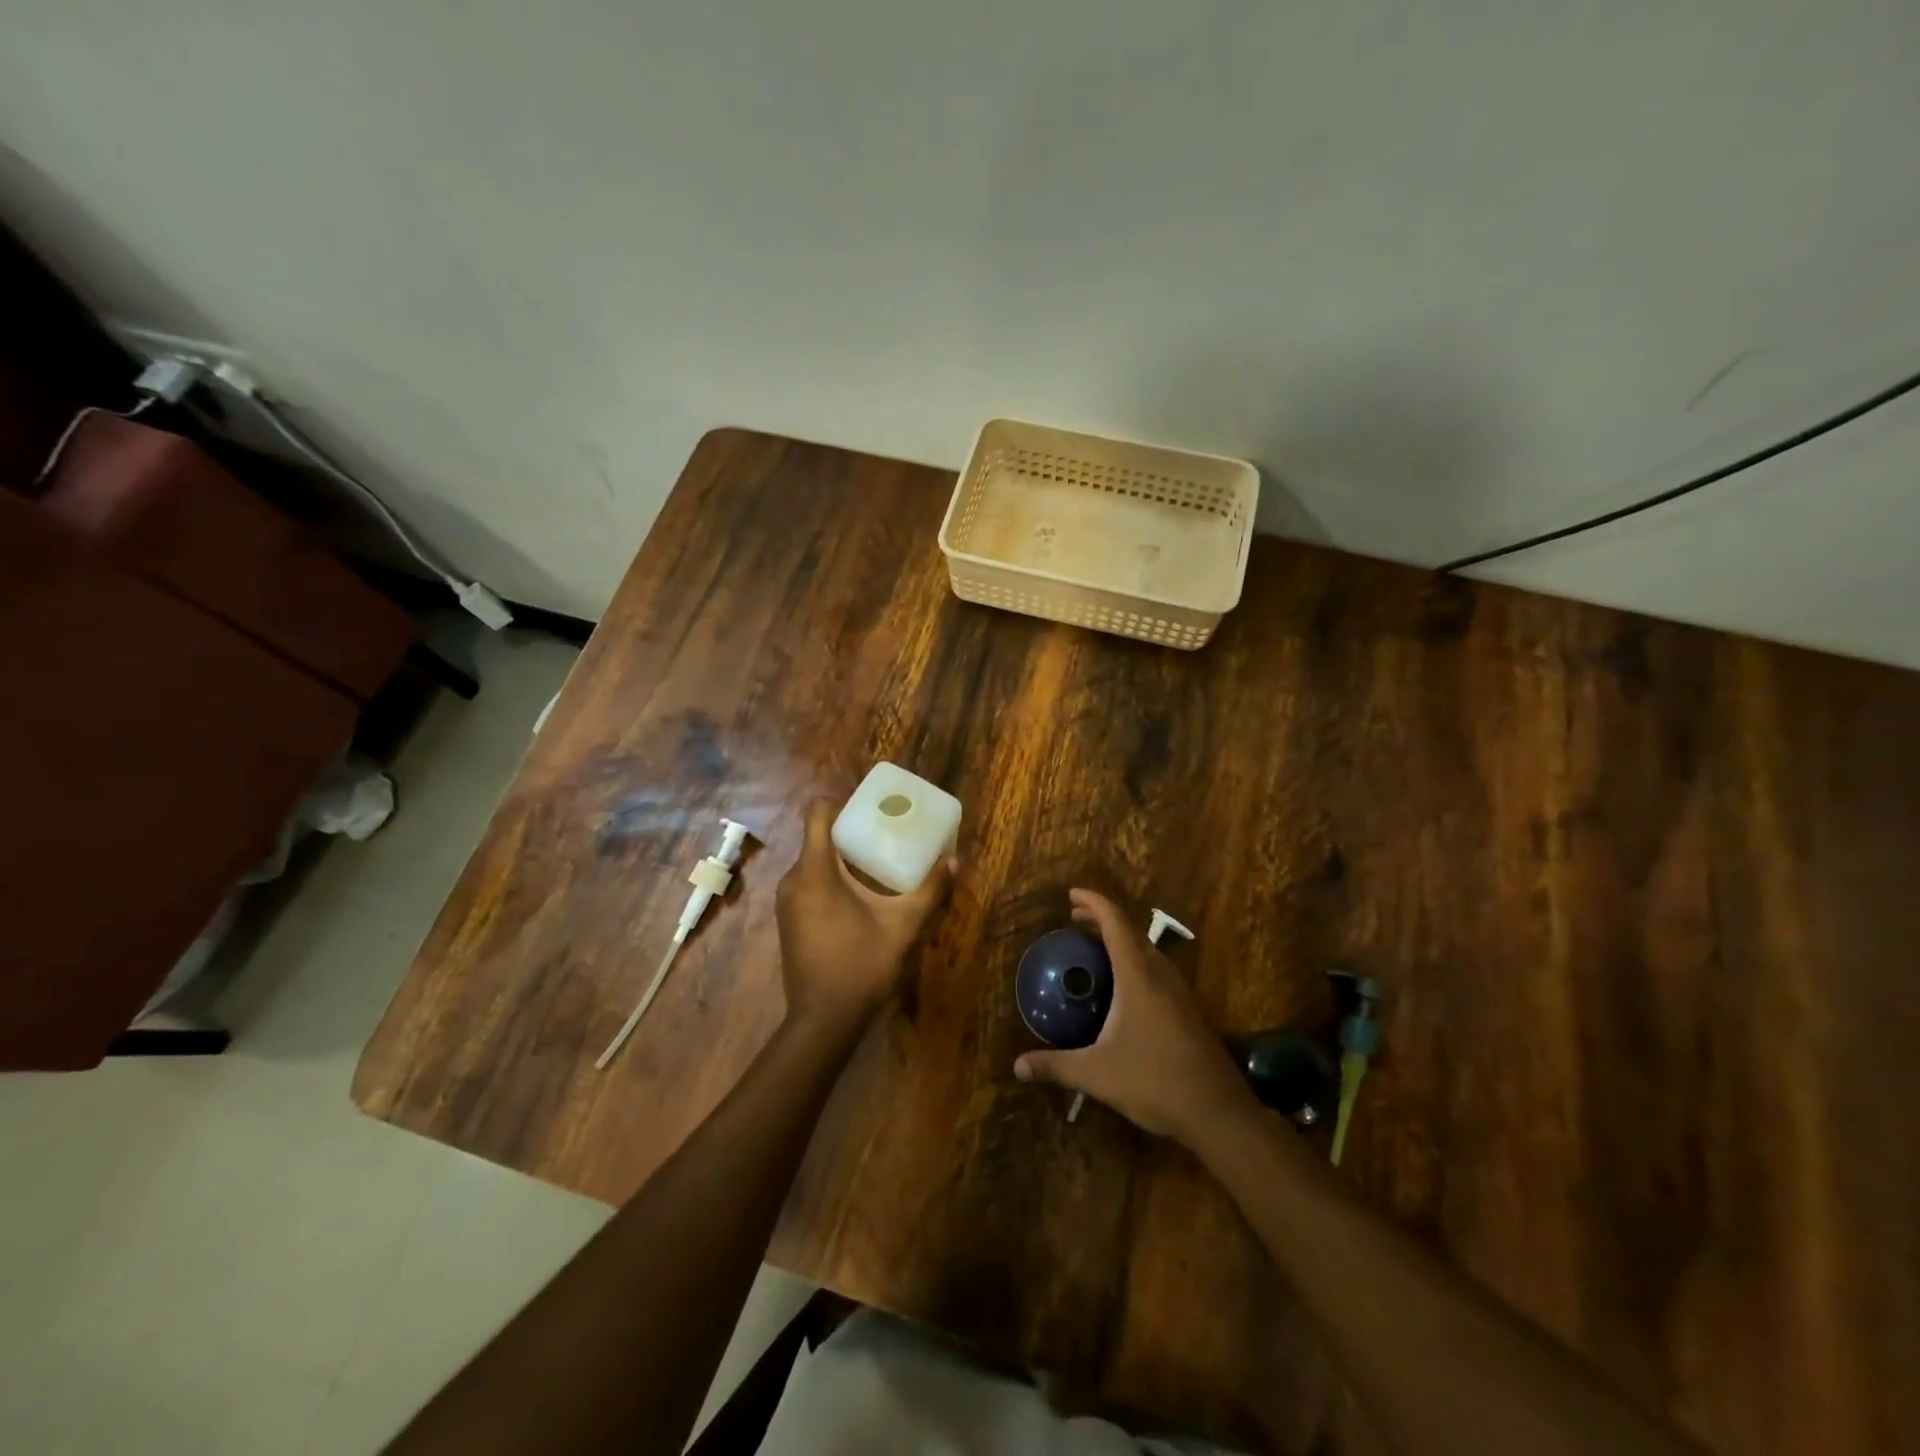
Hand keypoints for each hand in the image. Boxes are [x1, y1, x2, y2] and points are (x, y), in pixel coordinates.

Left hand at [775, 800, 954, 1030]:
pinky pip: (807, 883)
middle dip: (849, 832)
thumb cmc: (861, 965)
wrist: (822, 1020)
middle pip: (818, 837)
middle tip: (884, 834)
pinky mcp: (788, 920)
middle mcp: (793, 879)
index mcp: (815, 870)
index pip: (818, 813)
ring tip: (875, 863)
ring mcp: (786, 901)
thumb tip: (954, 860)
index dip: (842, 803)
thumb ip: (929, 890)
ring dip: (840, 857)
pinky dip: (829, 878)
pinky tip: (857, 895)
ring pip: (812, 861)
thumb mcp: (902, 926)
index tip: (871, 809)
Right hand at [1014, 889, 1253, 1141]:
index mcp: (1138, 975)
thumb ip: (1055, 1066)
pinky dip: (1134, 959)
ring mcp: (1178, 991)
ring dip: (1121, 938)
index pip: (1115, 922)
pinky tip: (1121, 985)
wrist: (1217, 1111)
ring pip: (1147, 949)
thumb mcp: (1097, 1075)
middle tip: (1075, 918)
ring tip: (1095, 946)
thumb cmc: (1154, 1082)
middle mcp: (1160, 974)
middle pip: (1131, 930)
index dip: (1093, 902)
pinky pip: (1156, 968)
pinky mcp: (1187, 1009)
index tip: (1071, 895)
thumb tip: (1016, 1066)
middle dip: (1103, 918)